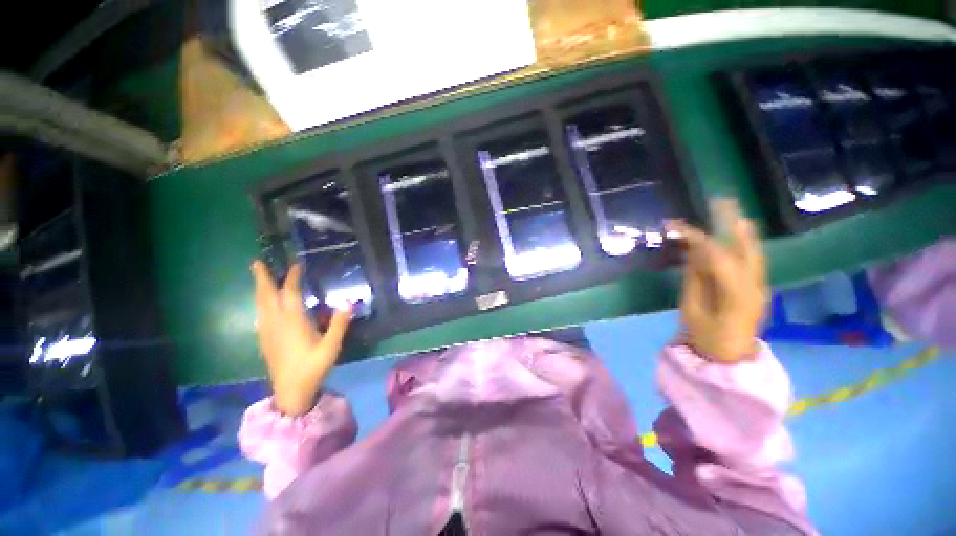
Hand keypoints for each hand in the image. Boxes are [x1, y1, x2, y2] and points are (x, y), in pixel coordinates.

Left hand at [251, 261, 351, 415]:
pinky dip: (261, 304)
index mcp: (293, 322)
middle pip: (266, 296)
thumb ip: (339, 324)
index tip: (295, 264)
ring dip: (260, 289)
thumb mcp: (331, 346)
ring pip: (260, 305)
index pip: (290, 294)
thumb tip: (349, 302)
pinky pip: (260, 315)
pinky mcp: (265, 340)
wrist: (290, 391)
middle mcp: (276, 323)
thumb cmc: (313, 368)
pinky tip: (264, 306)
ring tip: (259, 279)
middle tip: (256, 262)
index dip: (292, 278)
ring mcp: (267, 332)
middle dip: (262, 278)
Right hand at [666, 200, 767, 362]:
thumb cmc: (706, 337)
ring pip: (752, 252)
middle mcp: (754, 285)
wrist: (729, 360)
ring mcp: (759, 287)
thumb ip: (694, 279)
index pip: (718, 257)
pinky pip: (750, 261)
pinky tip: (735, 234)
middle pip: (745, 248)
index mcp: (735, 294)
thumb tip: (692, 253)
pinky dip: (742, 245)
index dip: (698, 239)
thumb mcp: (691, 309)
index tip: (677, 227)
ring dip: (740, 231)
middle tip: (721, 201)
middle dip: (733, 223)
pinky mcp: (756, 289)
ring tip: (730, 210)